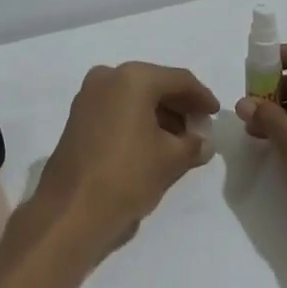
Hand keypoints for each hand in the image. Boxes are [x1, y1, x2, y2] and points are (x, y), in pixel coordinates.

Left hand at [31, 62, 220, 264]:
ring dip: (159, 114)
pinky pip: (116, 109)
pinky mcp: (77, 117)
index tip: (215, 113)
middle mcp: (108, 77)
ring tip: (179, 141)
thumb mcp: (170, 160)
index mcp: (133, 78)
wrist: (71, 210)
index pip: (179, 80)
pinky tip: (153, 143)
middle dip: (179, 106)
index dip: (202, 97)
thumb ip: (193, 145)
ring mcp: (88, 96)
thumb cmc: (127, 176)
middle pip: (154, 85)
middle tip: (199, 128)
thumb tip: (204, 143)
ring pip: (134, 97)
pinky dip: (137, 120)